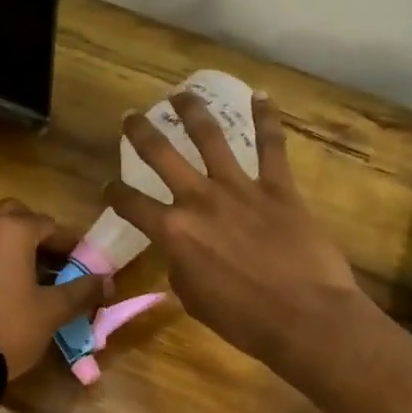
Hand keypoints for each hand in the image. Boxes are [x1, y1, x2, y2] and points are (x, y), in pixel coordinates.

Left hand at [0, 200, 112, 378]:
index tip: (76, 260)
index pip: (48, 225)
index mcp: (12, 231)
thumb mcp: (52, 311)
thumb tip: (108, 281)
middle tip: (44, 256)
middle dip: (30, 228)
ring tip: (11, 258)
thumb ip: (82, 291)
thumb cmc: (10, 328)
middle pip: (11, 213)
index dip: (66, 242)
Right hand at [106, 90, 363, 368]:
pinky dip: (266, 119)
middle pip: (161, 155)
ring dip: (192, 112)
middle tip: (130, 116)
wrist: (304, 317)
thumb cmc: (242, 319)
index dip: (113, 194)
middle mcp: (199, 200)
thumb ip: (181, 266)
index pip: (130, 204)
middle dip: (140, 133)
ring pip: (211, 138)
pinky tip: (259, 97)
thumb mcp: (193, 297)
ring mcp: (240, 189)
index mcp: (173, 231)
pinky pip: (271, 146)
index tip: (107, 187)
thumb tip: (183, 251)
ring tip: (181, 93)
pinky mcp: (278, 188)